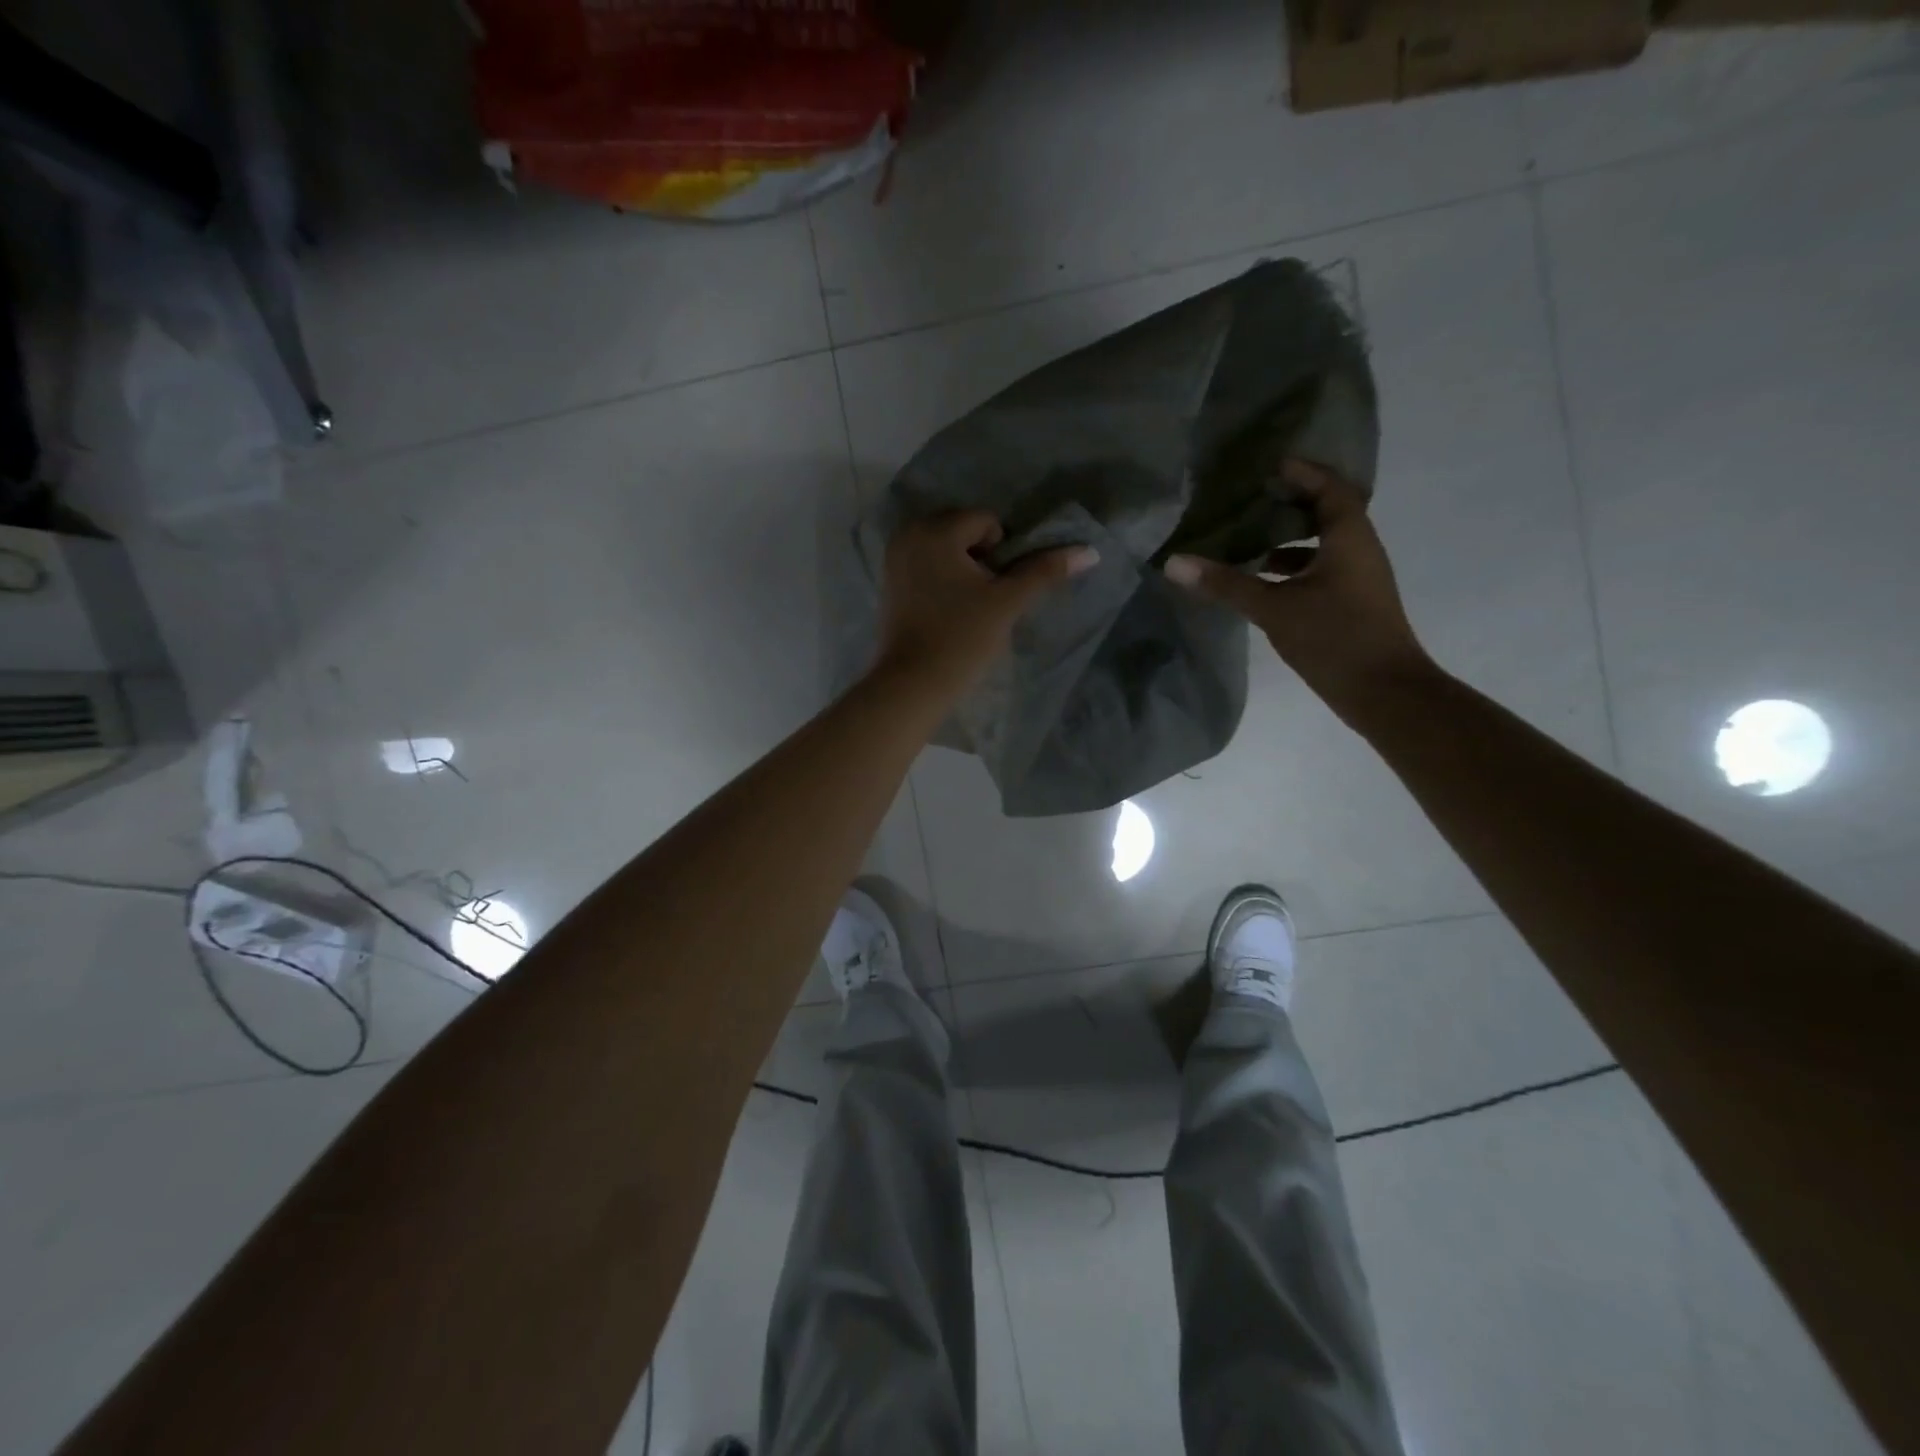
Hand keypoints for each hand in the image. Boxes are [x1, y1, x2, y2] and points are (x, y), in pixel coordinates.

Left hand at [874, 511, 1097, 702]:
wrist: (912, 683)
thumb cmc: (961, 638)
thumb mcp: (1007, 602)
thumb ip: (1045, 571)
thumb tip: (1089, 552)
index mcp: (935, 530)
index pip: (986, 521)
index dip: (1001, 553)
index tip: (994, 589)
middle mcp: (909, 533)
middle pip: (962, 529)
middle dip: (979, 555)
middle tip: (982, 596)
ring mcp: (894, 557)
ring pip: (944, 547)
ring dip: (962, 566)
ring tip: (965, 604)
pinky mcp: (889, 581)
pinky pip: (925, 563)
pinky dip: (940, 577)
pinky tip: (945, 610)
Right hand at [1163, 460, 1433, 724]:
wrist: (1384, 691)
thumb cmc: (1335, 637)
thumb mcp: (1273, 608)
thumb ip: (1225, 584)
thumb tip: (1175, 562)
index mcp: (1349, 537)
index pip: (1329, 488)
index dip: (1302, 472)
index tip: (1268, 465)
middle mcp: (1359, 550)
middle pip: (1327, 512)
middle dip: (1290, 503)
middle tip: (1251, 498)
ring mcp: (1358, 578)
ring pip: (1322, 545)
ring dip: (1288, 539)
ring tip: (1247, 540)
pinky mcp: (1352, 603)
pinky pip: (1321, 570)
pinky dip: (1292, 568)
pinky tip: (1262, 583)